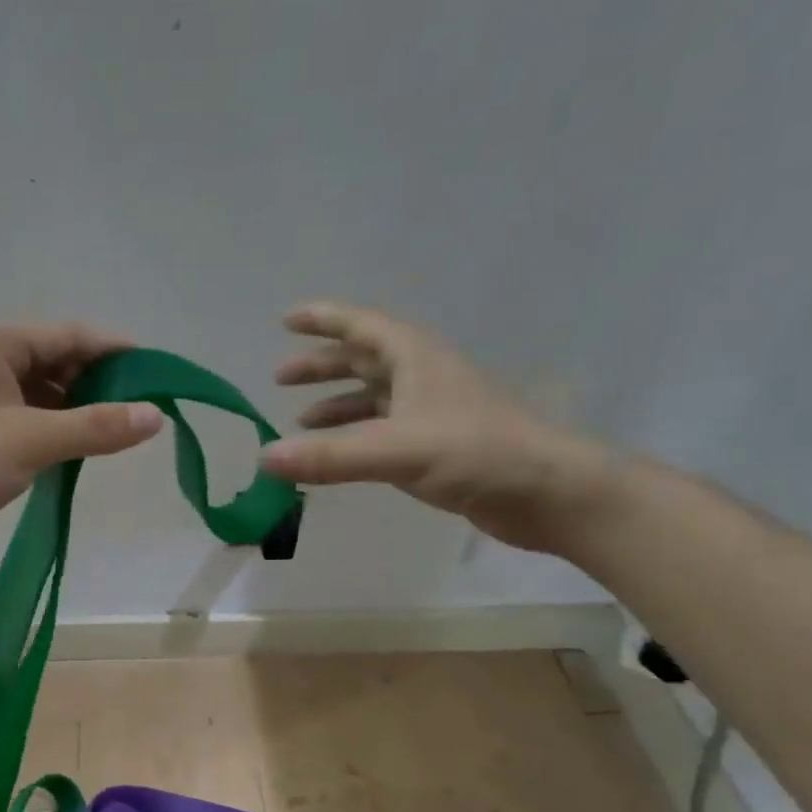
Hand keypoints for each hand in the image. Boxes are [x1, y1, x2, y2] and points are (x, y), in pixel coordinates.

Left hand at [0, 322, 165, 560]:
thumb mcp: (33, 441)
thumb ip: (97, 428)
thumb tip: (156, 416)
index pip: (68, 335)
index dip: (115, 352)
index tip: (156, 373)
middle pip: (55, 361)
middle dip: (96, 384)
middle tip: (137, 411)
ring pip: (40, 392)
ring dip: (74, 410)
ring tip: (111, 434)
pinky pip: (24, 416)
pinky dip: (51, 428)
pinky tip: (74, 450)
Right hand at [260, 302, 610, 553]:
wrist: (546, 492)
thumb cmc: (476, 453)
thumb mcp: (396, 450)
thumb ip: (329, 456)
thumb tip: (265, 458)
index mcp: (414, 358)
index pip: (361, 326)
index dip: (323, 320)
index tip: (286, 319)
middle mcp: (421, 377)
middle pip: (363, 359)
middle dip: (322, 366)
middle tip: (280, 377)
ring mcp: (430, 412)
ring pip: (373, 397)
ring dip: (336, 404)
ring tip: (299, 421)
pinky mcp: (436, 446)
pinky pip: (382, 431)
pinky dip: (355, 437)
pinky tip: (338, 456)